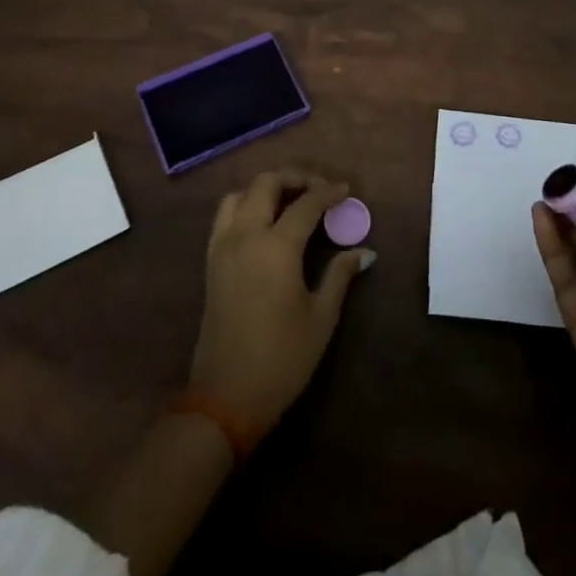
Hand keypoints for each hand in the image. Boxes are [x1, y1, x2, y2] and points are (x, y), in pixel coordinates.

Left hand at [190, 171, 369, 440]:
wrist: (226, 398)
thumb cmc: (282, 358)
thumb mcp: (321, 317)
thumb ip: (340, 275)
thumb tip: (364, 251)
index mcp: (276, 247)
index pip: (305, 204)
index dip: (328, 192)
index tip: (346, 190)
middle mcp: (245, 236)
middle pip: (266, 184)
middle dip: (294, 178)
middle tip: (319, 188)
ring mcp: (222, 248)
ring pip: (239, 194)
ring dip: (265, 188)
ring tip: (290, 200)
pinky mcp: (211, 263)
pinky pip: (224, 216)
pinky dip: (245, 204)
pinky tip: (265, 222)